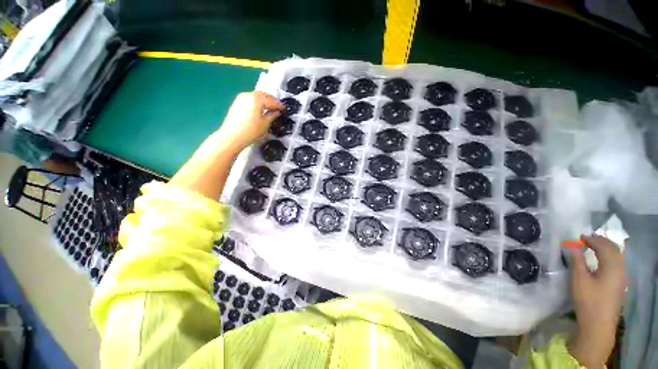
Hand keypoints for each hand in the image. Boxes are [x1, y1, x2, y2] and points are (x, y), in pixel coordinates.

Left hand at [216, 92, 283, 154]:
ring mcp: (241, 98)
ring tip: (270, 109)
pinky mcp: (236, 103)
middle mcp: (248, 95)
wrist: (232, 136)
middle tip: (278, 108)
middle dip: (271, 101)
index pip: (271, 100)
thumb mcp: (265, 124)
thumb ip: (272, 115)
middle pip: (263, 95)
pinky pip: (250, 100)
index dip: (279, 105)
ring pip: (256, 97)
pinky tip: (260, 110)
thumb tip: (276, 112)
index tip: (285, 109)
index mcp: (257, 98)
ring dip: (264, 101)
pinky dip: (257, 103)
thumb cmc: (251, 131)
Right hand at [568, 235, 624, 368]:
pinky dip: (609, 256)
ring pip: (617, 256)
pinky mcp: (620, 283)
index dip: (592, 240)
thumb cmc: (588, 301)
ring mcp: (622, 277)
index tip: (579, 236)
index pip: (604, 247)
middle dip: (601, 241)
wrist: (598, 324)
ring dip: (606, 248)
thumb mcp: (579, 280)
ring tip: (593, 246)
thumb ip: (577, 262)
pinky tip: (601, 259)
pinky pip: (617, 262)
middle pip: (614, 249)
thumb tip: (572, 247)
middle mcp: (620, 269)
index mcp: (611, 267)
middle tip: (587, 238)